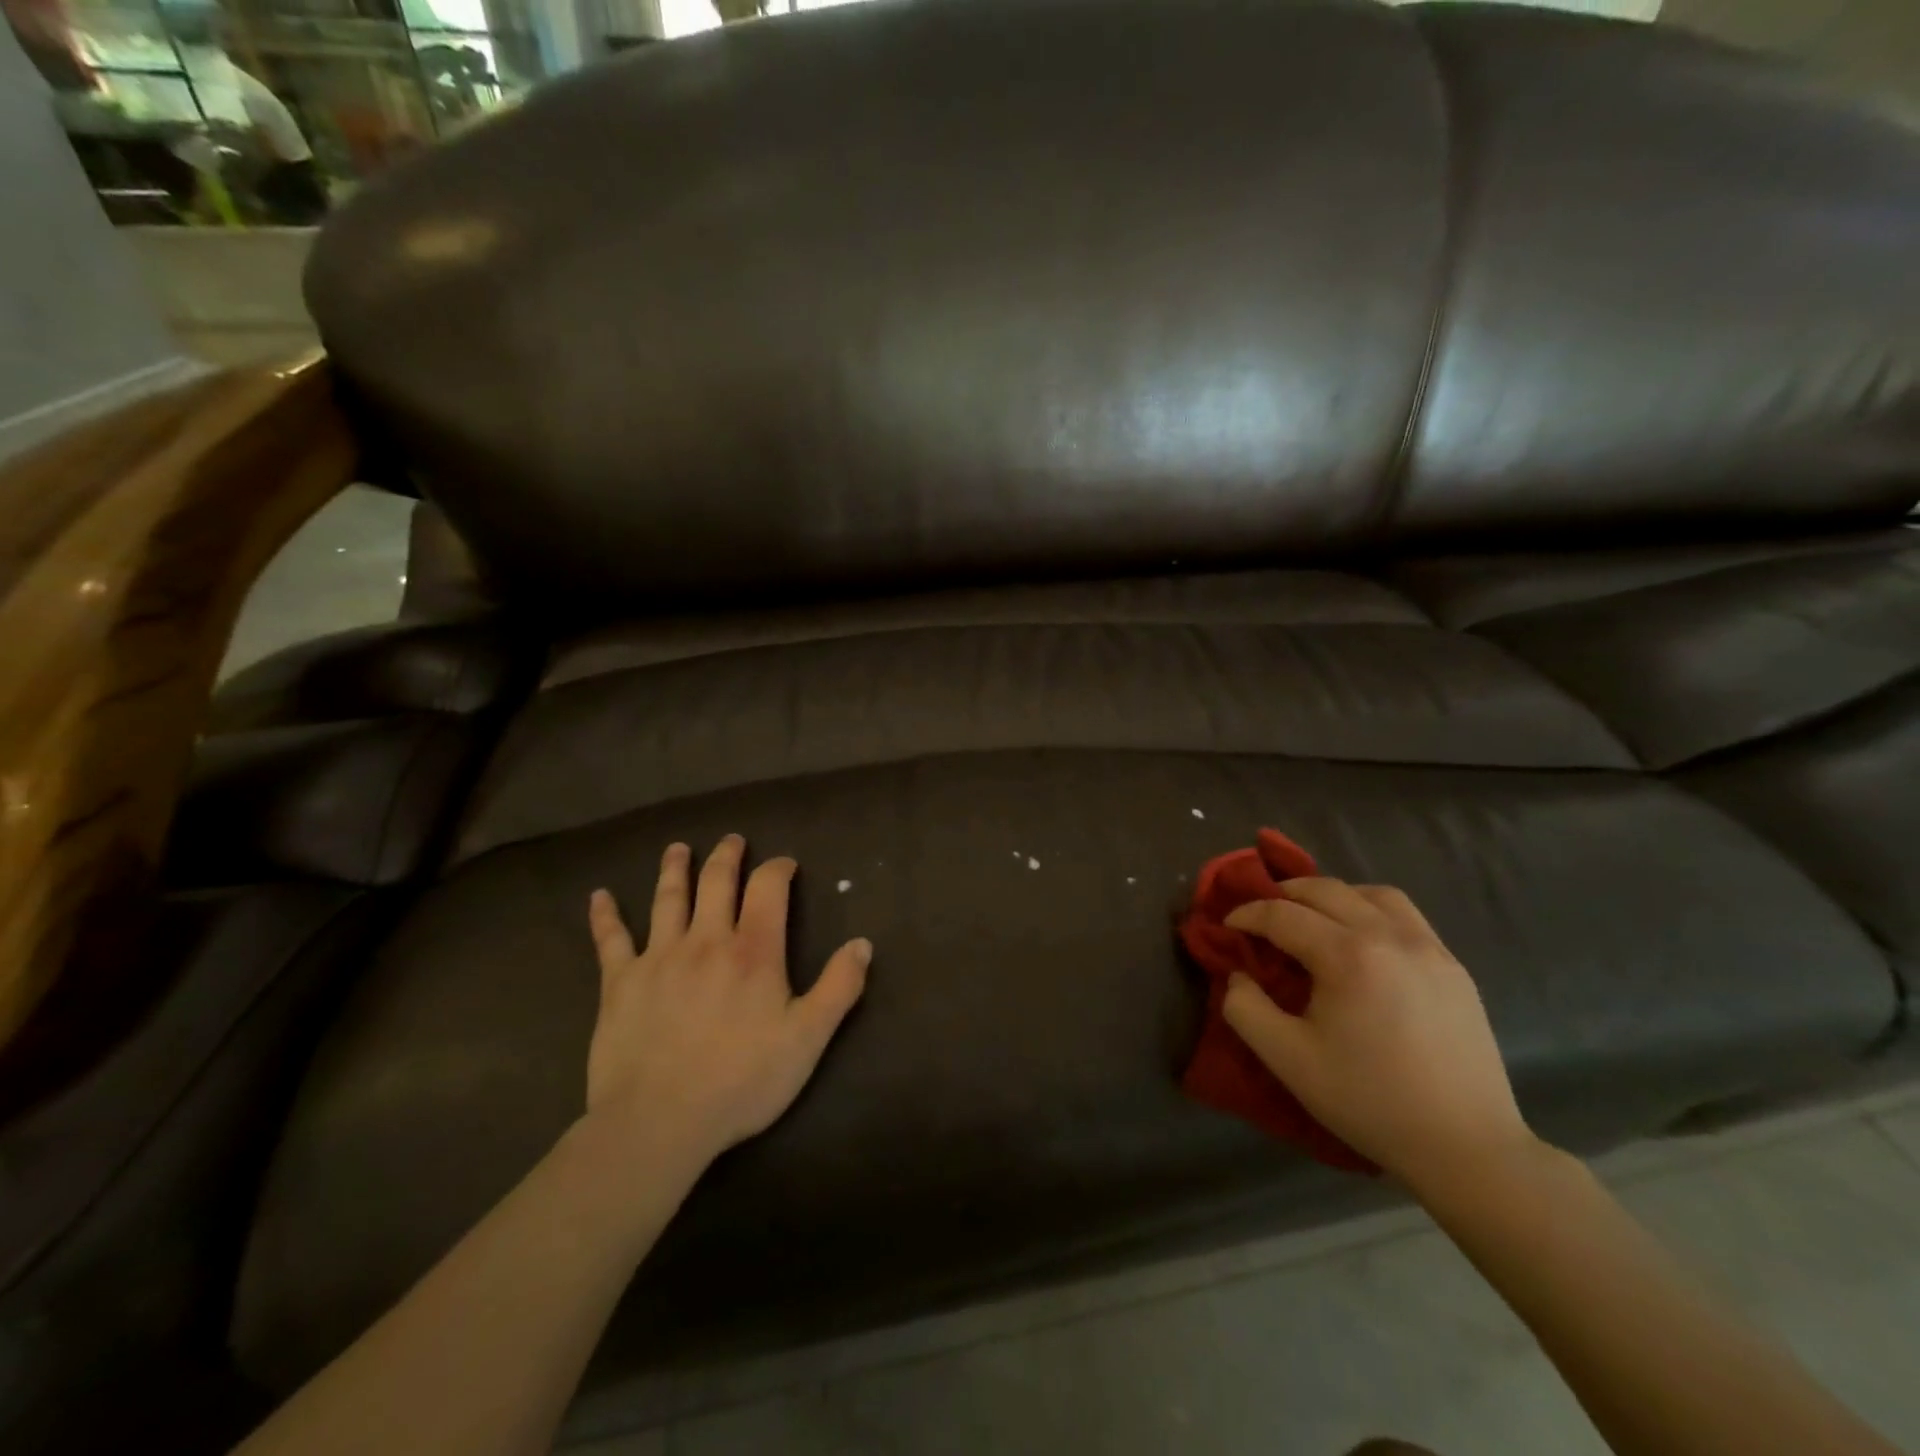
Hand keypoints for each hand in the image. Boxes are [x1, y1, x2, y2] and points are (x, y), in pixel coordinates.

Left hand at [584, 835, 870, 1161]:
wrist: (659, 1122)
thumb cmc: (741, 1080)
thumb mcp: (808, 1038)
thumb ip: (839, 987)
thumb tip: (863, 943)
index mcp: (753, 951)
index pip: (768, 888)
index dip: (778, 868)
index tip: (785, 864)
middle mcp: (706, 940)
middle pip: (716, 882)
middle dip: (727, 856)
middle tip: (732, 840)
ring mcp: (658, 957)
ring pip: (667, 899)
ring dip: (674, 869)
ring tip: (678, 848)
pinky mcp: (619, 982)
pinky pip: (610, 940)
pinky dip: (605, 916)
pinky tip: (599, 896)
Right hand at [1221, 878, 1539, 1193]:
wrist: (1465, 1147)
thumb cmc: (1368, 1101)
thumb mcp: (1287, 1060)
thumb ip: (1245, 1009)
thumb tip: (1239, 975)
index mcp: (1347, 956)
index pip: (1283, 914)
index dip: (1247, 914)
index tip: (1228, 926)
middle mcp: (1389, 936)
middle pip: (1325, 890)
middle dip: (1284, 895)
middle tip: (1262, 917)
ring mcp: (1429, 948)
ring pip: (1371, 894)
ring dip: (1333, 896)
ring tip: (1314, 919)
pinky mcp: (1454, 967)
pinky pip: (1406, 915)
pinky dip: (1372, 910)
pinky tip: (1362, 941)